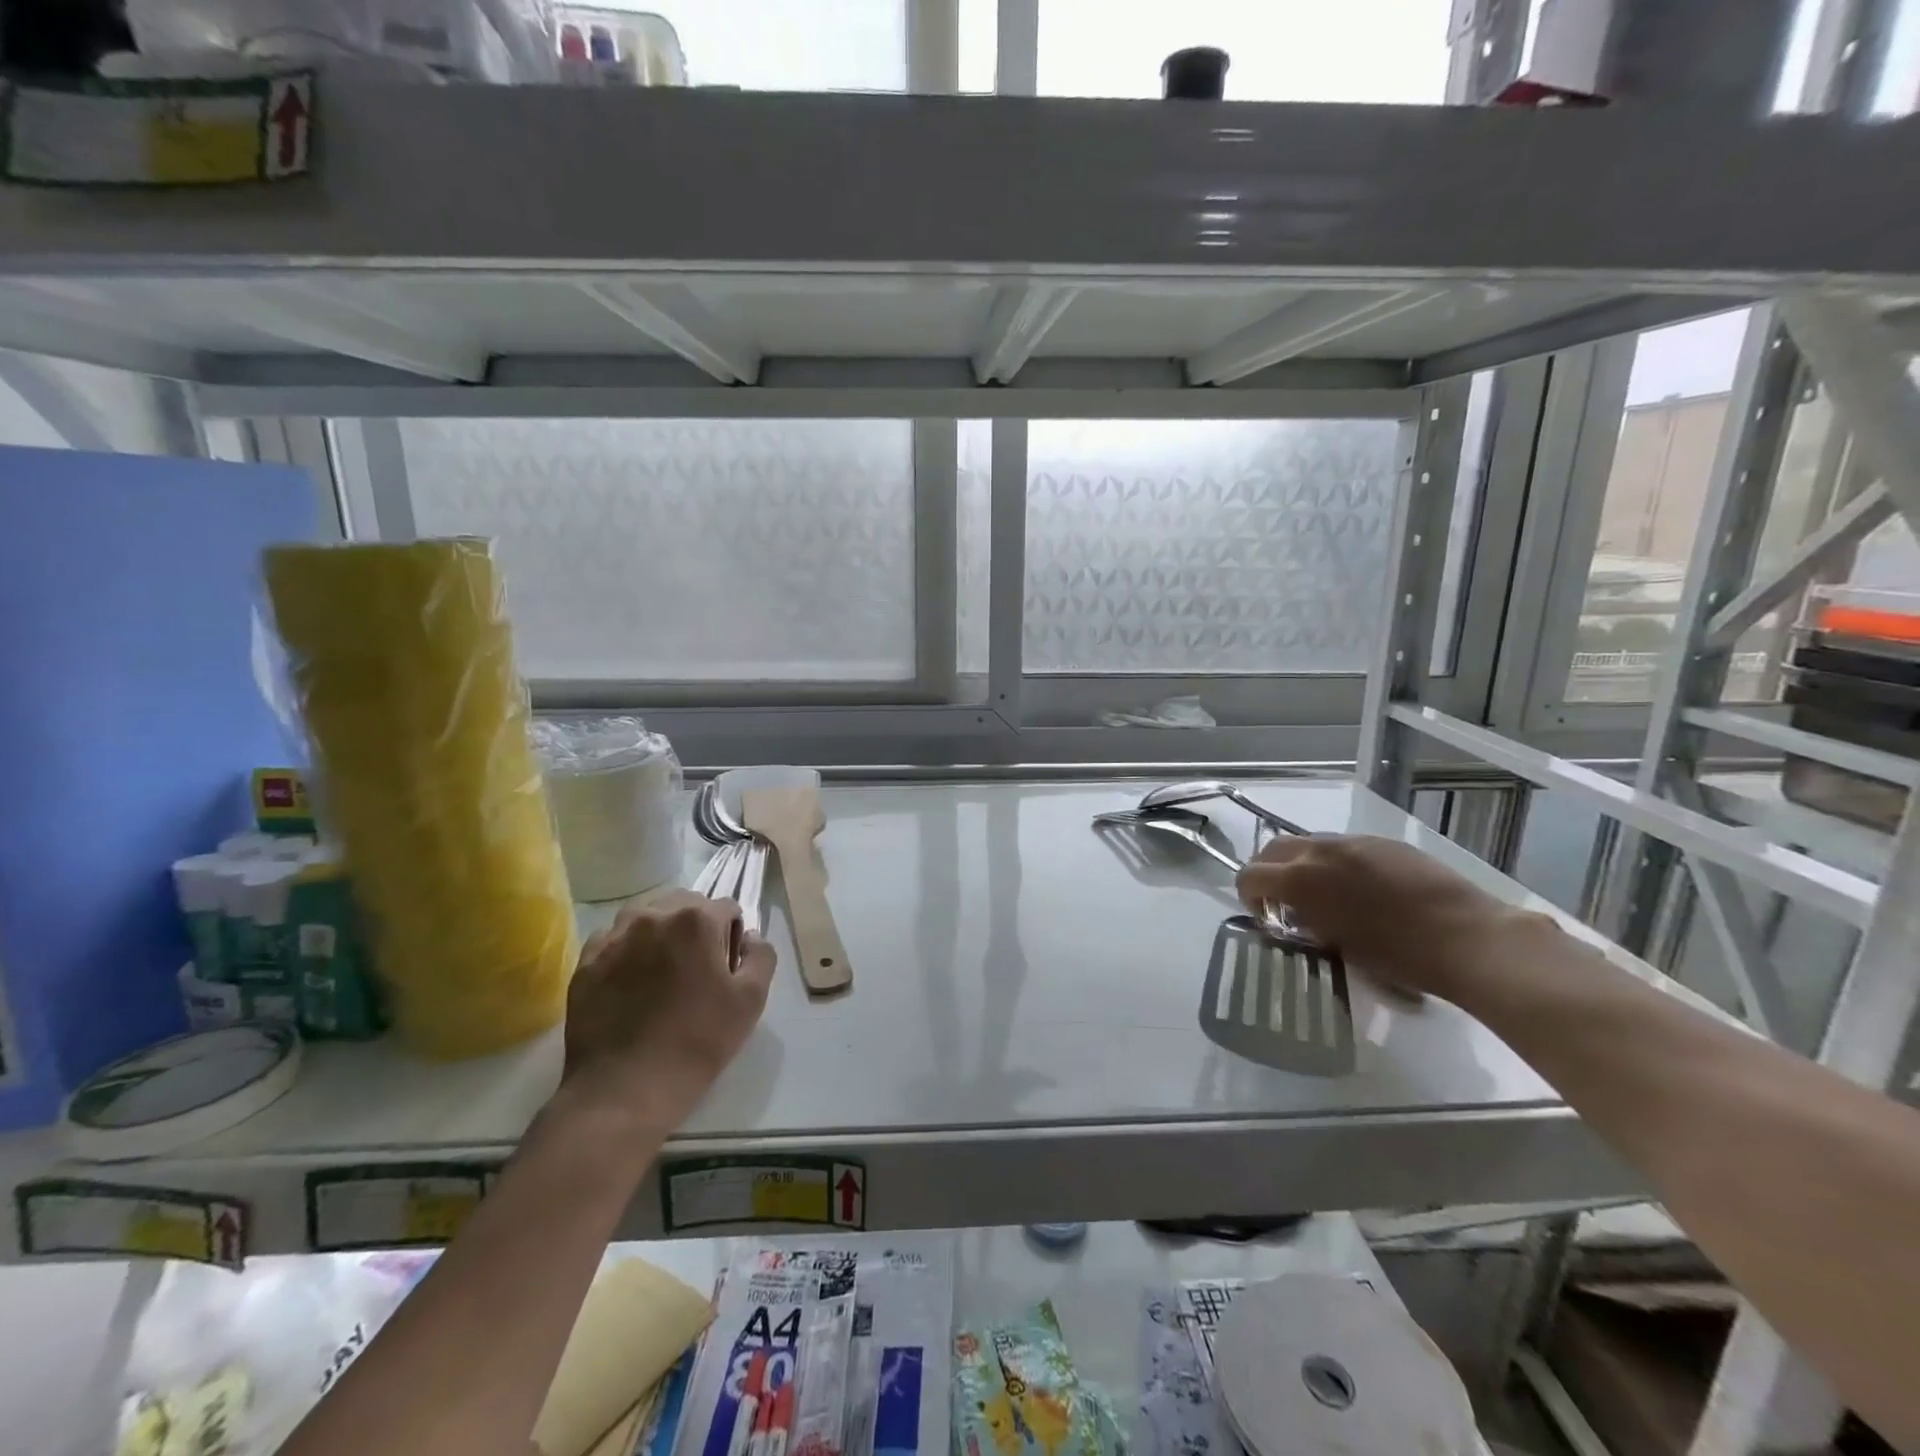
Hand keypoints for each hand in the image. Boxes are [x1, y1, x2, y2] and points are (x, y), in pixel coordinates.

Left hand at [555, 891, 776, 1140]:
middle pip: (684, 904)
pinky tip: (630, 984)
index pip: (726, 908)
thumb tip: (749, 937)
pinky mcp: (585, 962)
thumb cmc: (697, 1041)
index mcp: (696, 919)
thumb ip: (761, 955)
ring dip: (659, 933)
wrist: (624, 1090)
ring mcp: (613, 937)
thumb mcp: (751, 1000)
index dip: (732, 936)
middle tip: (696, 969)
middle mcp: (652, 916)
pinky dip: (626, 951)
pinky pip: (613, 941)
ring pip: (645, 917)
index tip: (726, 968)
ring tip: (660, 973)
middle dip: (696, 926)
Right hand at [1236, 834, 1547, 1000]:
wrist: (1468, 938)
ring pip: (1309, 844)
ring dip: (1302, 865)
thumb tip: (1294, 916)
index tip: (1265, 917)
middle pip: (1274, 849)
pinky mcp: (1384, 843)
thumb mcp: (1336, 944)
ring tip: (1324, 896)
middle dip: (1269, 872)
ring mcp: (1355, 842)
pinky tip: (1361, 890)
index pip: (1251, 875)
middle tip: (1283, 902)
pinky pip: (1344, 847)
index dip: (1249, 896)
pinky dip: (1335, 863)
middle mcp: (1321, 850)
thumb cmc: (1399, 955)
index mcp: (1302, 879)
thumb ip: (1306, 921)